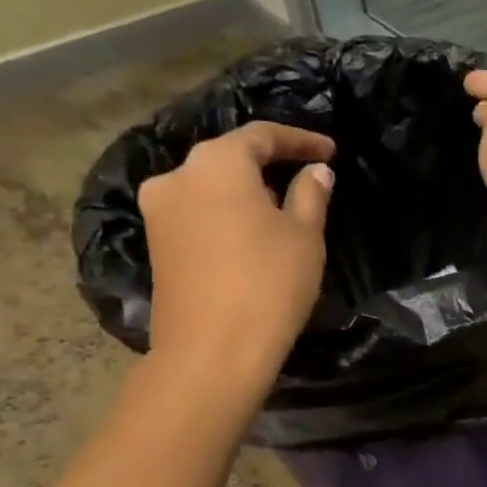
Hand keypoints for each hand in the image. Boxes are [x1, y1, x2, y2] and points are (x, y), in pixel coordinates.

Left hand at [137, 122, 334, 401]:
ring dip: (246, 190)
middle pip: (229, 157)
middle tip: (307, 177)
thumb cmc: (269, 283)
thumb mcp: (305, 236)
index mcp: (216, 163)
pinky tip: (251, 232)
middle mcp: (177, 175)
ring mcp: (159, 210)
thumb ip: (311, 195)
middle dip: (269, 163)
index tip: (330, 151)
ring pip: (211, 186)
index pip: (262, 136)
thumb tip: (316, 172)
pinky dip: (226, 213)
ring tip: (282, 207)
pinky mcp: (156, 242)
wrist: (213, 350)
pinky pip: (198, 212)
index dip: (300, 140)